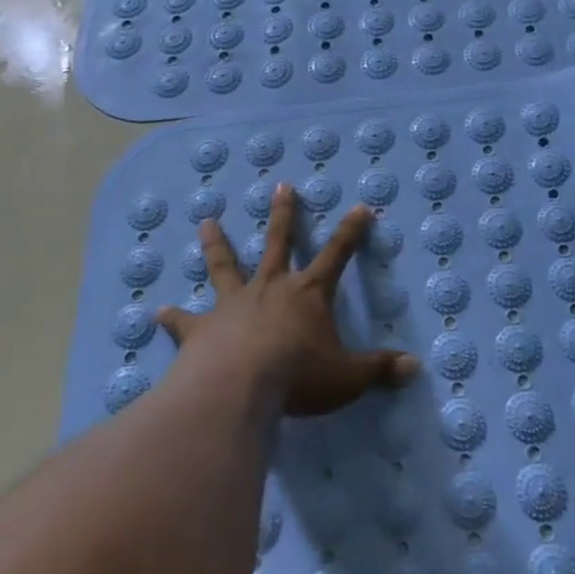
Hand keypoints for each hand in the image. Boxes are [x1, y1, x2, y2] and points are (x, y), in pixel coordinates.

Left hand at [158, 183, 420, 416]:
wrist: (238, 387)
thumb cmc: (298, 376)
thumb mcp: (348, 377)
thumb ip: (380, 369)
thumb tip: (416, 367)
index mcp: (308, 293)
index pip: (337, 254)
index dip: (351, 231)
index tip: (361, 207)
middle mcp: (271, 287)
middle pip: (278, 242)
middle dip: (284, 214)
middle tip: (281, 186)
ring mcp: (233, 304)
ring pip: (226, 266)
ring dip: (217, 244)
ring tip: (206, 222)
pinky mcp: (202, 328)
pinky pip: (186, 320)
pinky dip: (174, 317)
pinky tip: (158, 313)